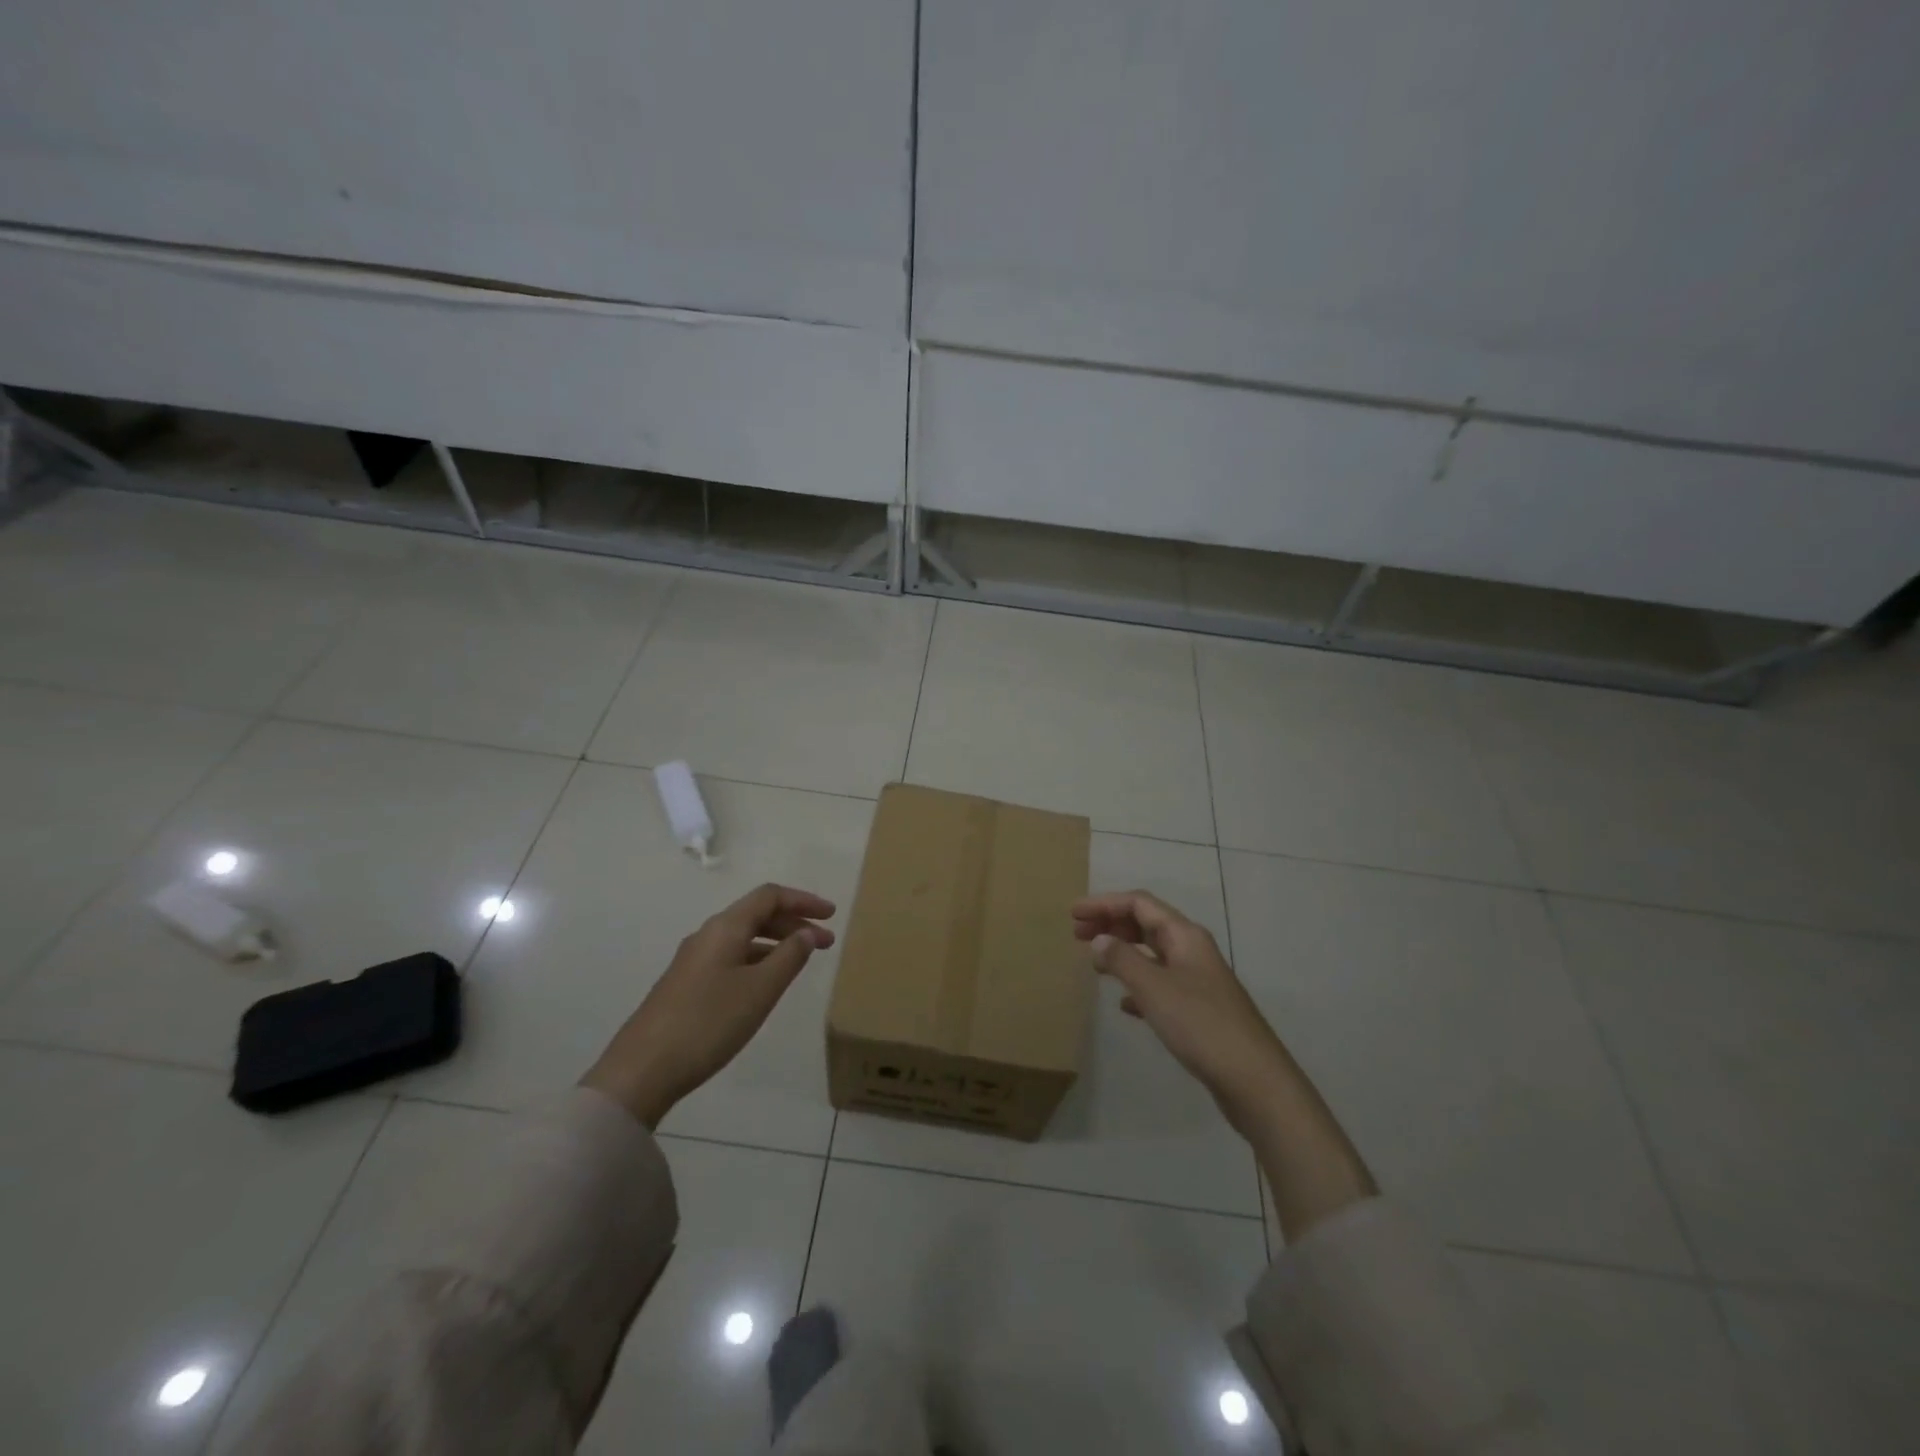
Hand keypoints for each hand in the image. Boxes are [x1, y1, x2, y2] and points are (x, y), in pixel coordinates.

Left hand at [582, 883, 835, 1128]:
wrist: (642, 1070)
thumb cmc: (708, 1023)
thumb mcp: (760, 990)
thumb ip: (789, 957)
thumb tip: (808, 934)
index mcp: (725, 927)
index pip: (769, 896)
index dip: (803, 901)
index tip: (831, 915)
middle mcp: (708, 935)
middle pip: (756, 914)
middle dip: (794, 923)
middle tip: (825, 943)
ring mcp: (693, 961)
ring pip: (744, 938)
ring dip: (776, 943)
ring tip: (802, 963)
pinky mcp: (686, 985)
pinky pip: (731, 957)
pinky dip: (758, 960)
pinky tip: (766, 984)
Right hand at [1072, 890, 1288, 1136]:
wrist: (1254, 1080)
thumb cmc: (1201, 1025)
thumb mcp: (1154, 988)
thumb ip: (1123, 960)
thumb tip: (1099, 940)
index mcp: (1184, 936)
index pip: (1139, 903)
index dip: (1104, 904)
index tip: (1073, 913)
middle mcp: (1192, 950)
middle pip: (1146, 923)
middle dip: (1111, 924)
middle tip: (1077, 933)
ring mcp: (1198, 980)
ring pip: (1153, 954)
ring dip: (1122, 952)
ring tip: (1094, 963)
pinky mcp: (1199, 1010)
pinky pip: (1161, 984)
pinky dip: (1138, 984)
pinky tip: (1124, 1003)